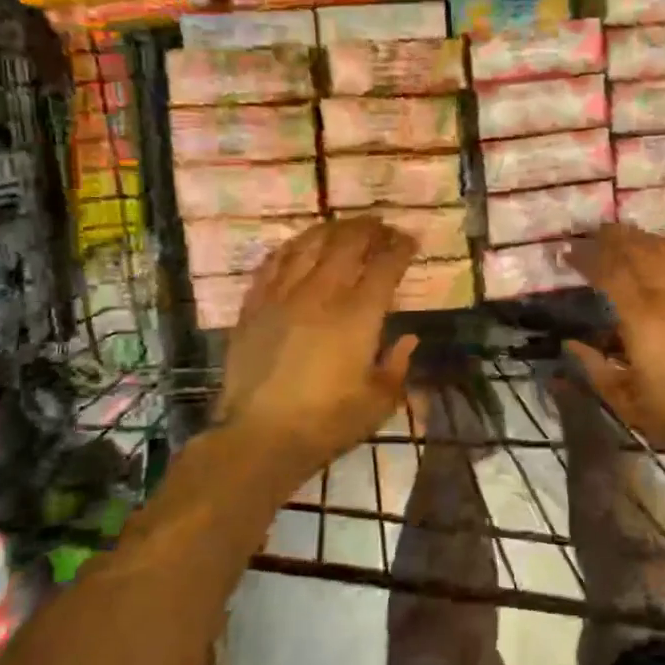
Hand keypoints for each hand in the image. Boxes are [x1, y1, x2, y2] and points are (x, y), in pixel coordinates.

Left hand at [214, 218, 419, 470]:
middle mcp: (322, 293)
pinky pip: (273, 263)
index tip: (410, 241)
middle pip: (348, 243)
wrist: (260, 437)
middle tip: (381, 228)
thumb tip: (408, 339)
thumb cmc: (327, 423)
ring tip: (344, 227)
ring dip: (331, 230)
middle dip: (369, 230)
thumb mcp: (378, 402)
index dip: (400, 247)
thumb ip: (397, 366)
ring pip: (309, 245)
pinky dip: (291, 247)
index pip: (385, 266)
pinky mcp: (254, 305)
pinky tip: (299, 245)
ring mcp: (283, 295)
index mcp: (359, 315)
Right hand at [566, 225, 664, 466]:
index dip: (586, 257)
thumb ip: (596, 369)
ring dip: (642, 239)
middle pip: (638, 249)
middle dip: (612, 238)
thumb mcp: (627, 401)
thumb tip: (571, 345)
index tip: (568, 253)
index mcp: (642, 317)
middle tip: (593, 235)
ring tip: (625, 238)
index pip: (608, 270)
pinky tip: (663, 258)